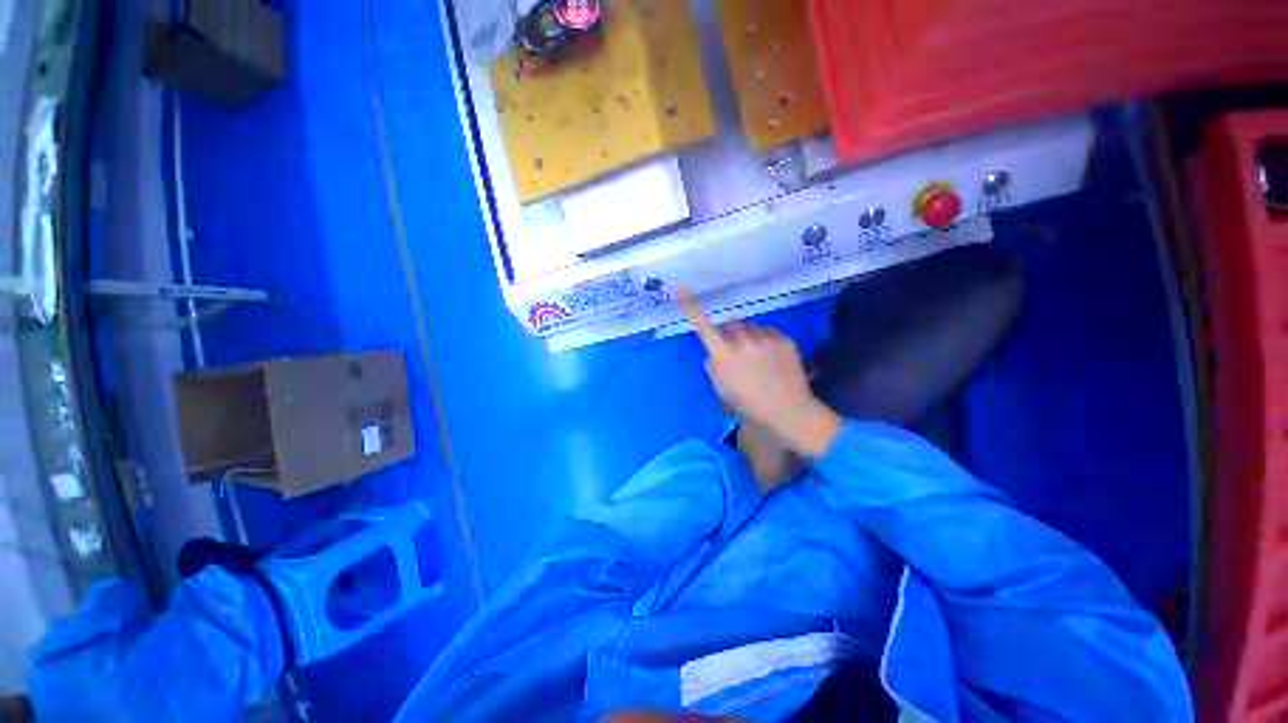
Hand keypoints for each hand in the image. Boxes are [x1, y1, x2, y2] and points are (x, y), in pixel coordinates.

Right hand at [682, 292, 842, 458]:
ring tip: (758, 358)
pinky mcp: (783, 339)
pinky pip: (768, 333)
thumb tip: (713, 355)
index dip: (692, 307)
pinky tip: (771, 359)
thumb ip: (714, 368)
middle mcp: (742, 341)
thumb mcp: (722, 389)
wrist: (787, 409)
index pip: (704, 327)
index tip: (683, 289)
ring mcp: (765, 338)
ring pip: (751, 328)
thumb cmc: (748, 403)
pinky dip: (766, 342)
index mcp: (723, 355)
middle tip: (735, 349)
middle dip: (730, 333)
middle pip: (730, 324)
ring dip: (749, 337)